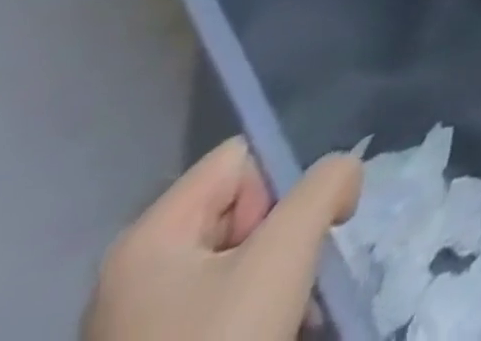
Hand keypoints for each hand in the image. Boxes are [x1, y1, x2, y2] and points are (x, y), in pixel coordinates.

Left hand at [83, 137, 362, 340]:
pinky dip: (264, 304)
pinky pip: (229, 296)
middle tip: (293, 273)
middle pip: (246, 204)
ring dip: (283, 270)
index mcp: (148, 236)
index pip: (244, 156)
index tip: (291, 229)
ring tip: (289, 310)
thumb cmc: (220, 339)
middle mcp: (137, 269)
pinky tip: (276, 329)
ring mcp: (145, 317)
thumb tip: (343, 178)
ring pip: (245, 253)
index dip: (283, 180)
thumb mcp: (287, 248)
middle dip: (288, 230)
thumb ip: (329, 182)